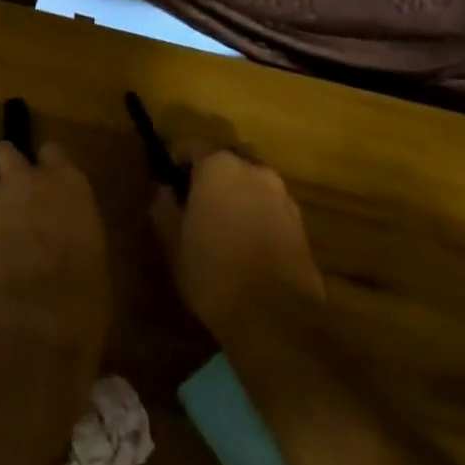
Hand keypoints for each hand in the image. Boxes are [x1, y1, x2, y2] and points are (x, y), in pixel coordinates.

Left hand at [0, 142, 108, 367]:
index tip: (42, 179)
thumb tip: (61, 234)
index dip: (44, 164)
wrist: (34, 325)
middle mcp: (26, 180)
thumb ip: (69, 226)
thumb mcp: (90, 251)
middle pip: (3, 150)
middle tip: (4, 189)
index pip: (51, 151)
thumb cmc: (81, 297)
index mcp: (67, 184)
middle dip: (1, 166)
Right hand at [152, 148, 325, 344]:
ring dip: (236, 194)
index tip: (167, 182)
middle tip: (194, 203)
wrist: (277, 319)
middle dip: (210, 175)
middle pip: (226, 160)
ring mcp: (282, 195)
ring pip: (251, 183)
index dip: (175, 161)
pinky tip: (246, 244)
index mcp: (219, 166)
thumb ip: (164, 207)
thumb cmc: (214, 274)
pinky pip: (270, 206)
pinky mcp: (301, 223)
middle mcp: (254, 170)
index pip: (191, 145)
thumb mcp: (172, 243)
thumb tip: (164, 190)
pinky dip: (256, 215)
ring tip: (222, 225)